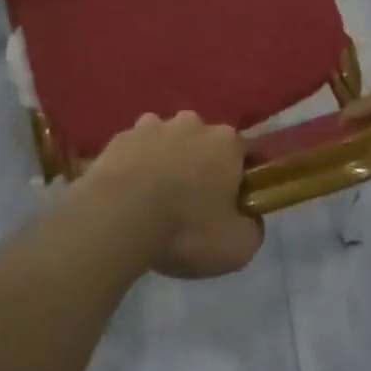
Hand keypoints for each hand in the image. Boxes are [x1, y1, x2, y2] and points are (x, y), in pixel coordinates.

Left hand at [83, 113, 264, 278]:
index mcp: (226, 142)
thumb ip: (252, 228)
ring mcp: (153, 125)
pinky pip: (135, 149)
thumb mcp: (237, 246)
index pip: (245, 151)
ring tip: (156, 196)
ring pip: (167, 140)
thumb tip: (250, 218)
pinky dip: (135, 165)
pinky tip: (129, 193)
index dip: (242, 176)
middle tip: (193, 201)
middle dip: (202, 163)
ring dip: (167, 160)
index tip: (234, 201)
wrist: (118, 217)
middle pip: (204, 141)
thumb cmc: (186, 229)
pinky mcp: (120, 138)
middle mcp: (192, 124)